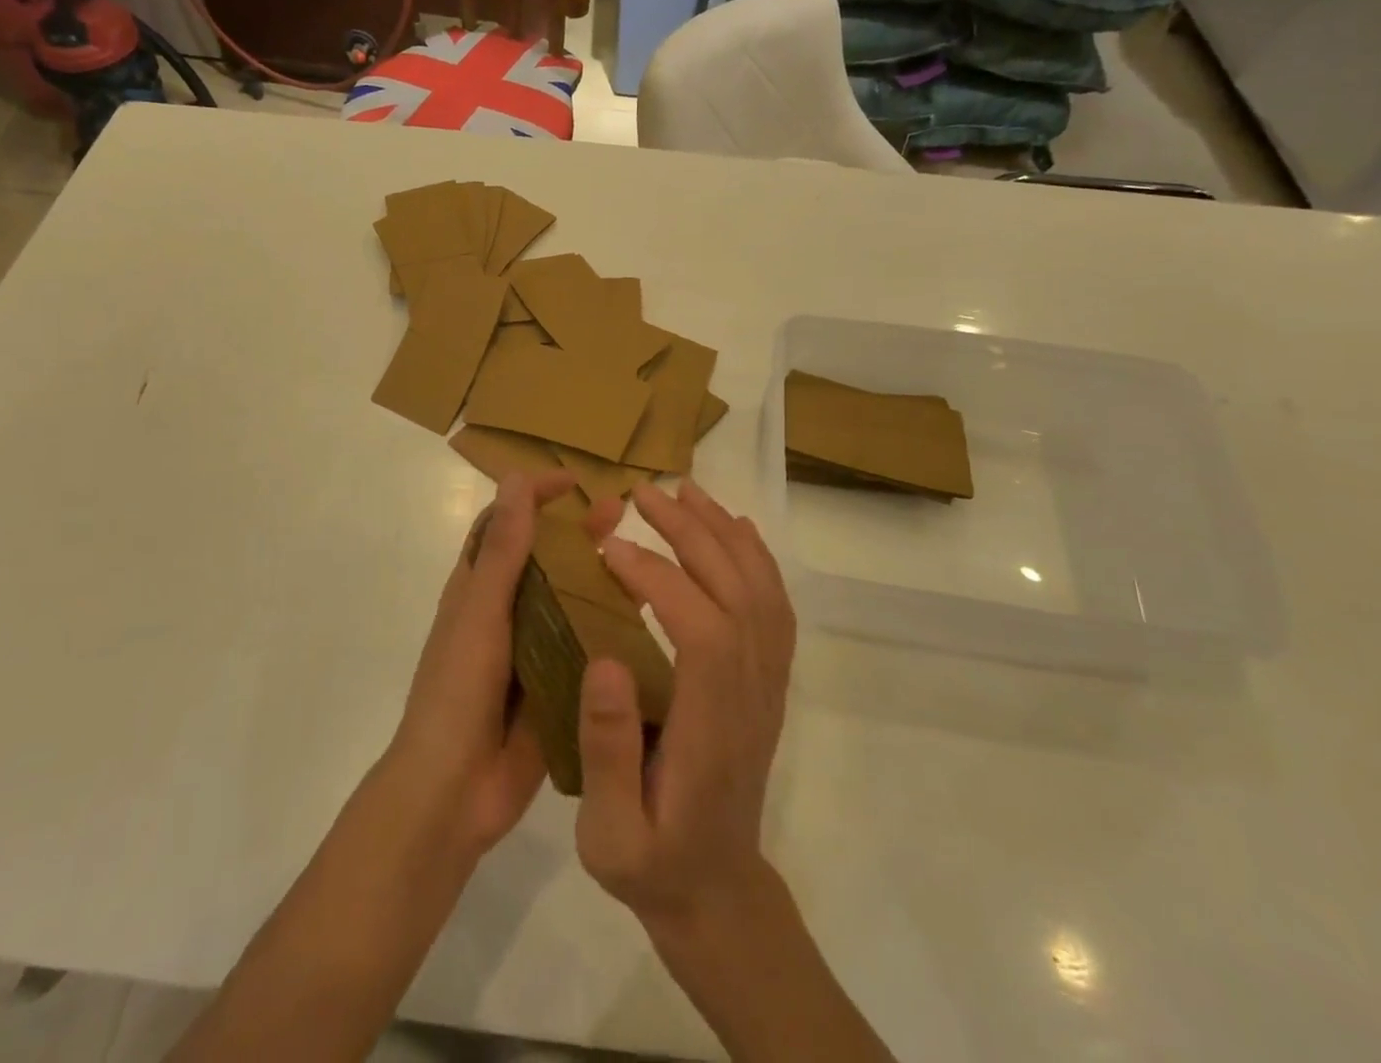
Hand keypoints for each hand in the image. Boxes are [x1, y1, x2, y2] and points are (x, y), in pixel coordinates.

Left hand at [384, 471, 621, 860]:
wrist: (453, 793)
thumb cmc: (456, 691)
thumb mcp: (480, 613)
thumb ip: (501, 551)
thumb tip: (515, 479)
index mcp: (477, 590)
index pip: (504, 524)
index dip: (533, 496)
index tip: (572, 481)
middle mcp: (504, 612)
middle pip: (543, 557)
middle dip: (576, 530)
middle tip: (619, 511)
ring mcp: (530, 650)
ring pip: (569, 599)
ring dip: (597, 574)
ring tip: (641, 557)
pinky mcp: (554, 684)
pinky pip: (585, 646)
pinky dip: (610, 627)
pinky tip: (647, 617)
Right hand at [574, 480, 796, 932]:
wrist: (717, 889)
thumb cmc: (653, 861)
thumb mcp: (612, 833)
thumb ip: (608, 752)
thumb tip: (605, 660)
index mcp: (711, 726)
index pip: (701, 628)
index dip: (659, 579)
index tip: (610, 549)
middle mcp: (751, 693)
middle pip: (736, 592)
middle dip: (690, 532)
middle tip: (643, 493)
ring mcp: (768, 684)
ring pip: (761, 590)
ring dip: (724, 532)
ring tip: (684, 491)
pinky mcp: (769, 681)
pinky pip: (775, 606)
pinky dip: (757, 558)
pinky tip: (734, 529)